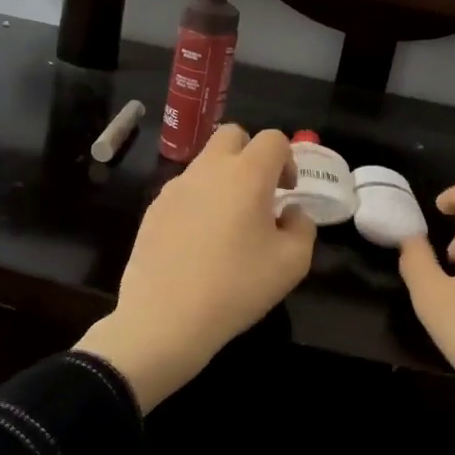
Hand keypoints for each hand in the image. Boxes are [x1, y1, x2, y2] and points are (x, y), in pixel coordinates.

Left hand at [75, 125, 315, 411]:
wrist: (165, 319)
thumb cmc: (236, 287)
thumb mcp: (292, 263)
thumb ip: (302, 227)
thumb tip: (290, 213)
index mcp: (246, 174)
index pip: (273, 139)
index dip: (287, 159)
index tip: (287, 192)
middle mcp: (208, 170)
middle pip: (232, 135)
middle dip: (251, 154)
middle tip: (260, 193)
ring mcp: (175, 187)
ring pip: (205, 162)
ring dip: (224, 178)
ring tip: (230, 224)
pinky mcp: (153, 209)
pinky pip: (184, 190)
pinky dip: (199, 201)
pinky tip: (200, 242)